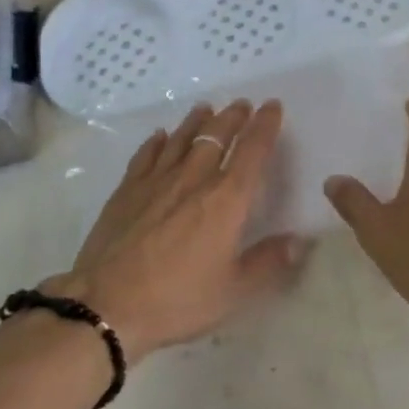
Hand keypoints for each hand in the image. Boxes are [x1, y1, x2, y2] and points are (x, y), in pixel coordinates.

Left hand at [50, 100, 308, 363]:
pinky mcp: (127, 190)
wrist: (107, 304)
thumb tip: (300, 241)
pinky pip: (146, 154)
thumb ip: (269, 262)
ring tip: (206, 109)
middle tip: (242, 104)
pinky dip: (157, 141)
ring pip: (182, 138)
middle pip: (217, 135)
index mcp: (226, 199)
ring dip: (197, 121)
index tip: (273, 106)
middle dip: (233, 117)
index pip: (252, 150)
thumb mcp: (234, 291)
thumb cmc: (177, 299)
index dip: (265, 125)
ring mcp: (157, 180)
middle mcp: (194, 178)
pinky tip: (160, 136)